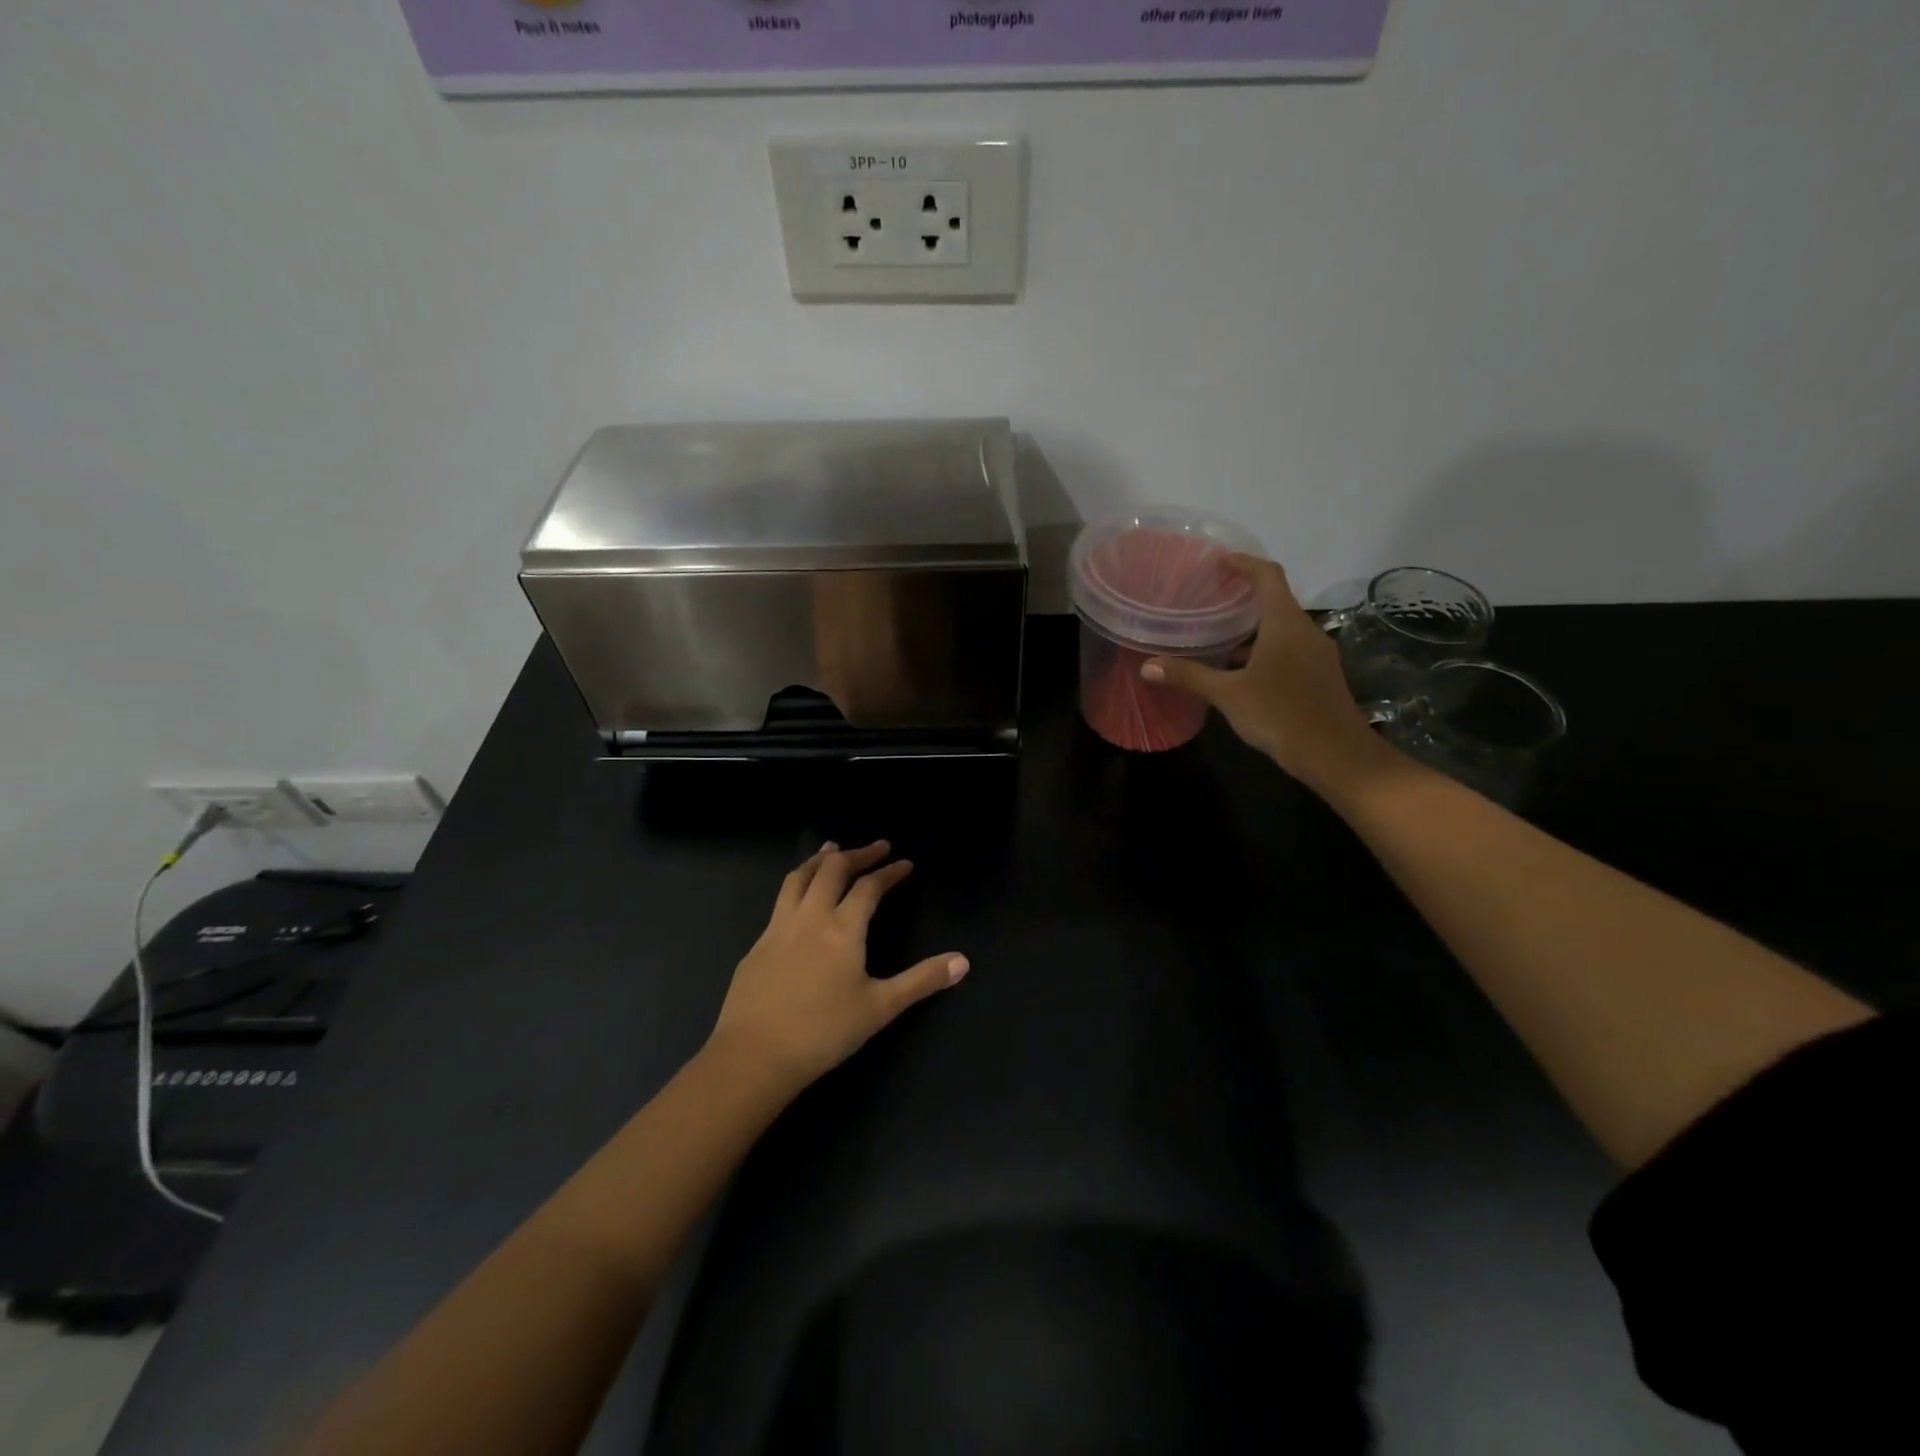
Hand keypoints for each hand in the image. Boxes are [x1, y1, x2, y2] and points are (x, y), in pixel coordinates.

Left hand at [707, 841, 967, 1093]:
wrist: (754, 1056)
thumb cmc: (823, 1032)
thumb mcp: (880, 1008)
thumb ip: (921, 981)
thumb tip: (963, 961)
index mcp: (842, 928)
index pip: (870, 887)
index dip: (889, 872)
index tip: (905, 863)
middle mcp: (810, 917)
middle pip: (833, 870)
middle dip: (857, 854)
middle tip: (876, 847)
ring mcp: (778, 928)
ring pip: (799, 878)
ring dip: (819, 859)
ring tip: (832, 849)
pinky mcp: (757, 945)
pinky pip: (780, 901)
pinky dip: (797, 885)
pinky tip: (799, 898)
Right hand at [1142, 554, 1387, 793]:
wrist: (1335, 755)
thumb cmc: (1280, 715)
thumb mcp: (1228, 695)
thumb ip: (1189, 676)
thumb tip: (1147, 666)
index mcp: (1285, 623)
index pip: (1268, 575)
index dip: (1244, 563)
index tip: (1219, 561)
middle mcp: (1305, 630)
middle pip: (1276, 600)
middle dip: (1244, 596)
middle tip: (1210, 599)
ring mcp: (1317, 653)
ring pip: (1282, 627)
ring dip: (1254, 626)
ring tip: (1219, 634)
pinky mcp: (1320, 675)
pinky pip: (1289, 648)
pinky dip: (1265, 648)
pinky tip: (1242, 670)